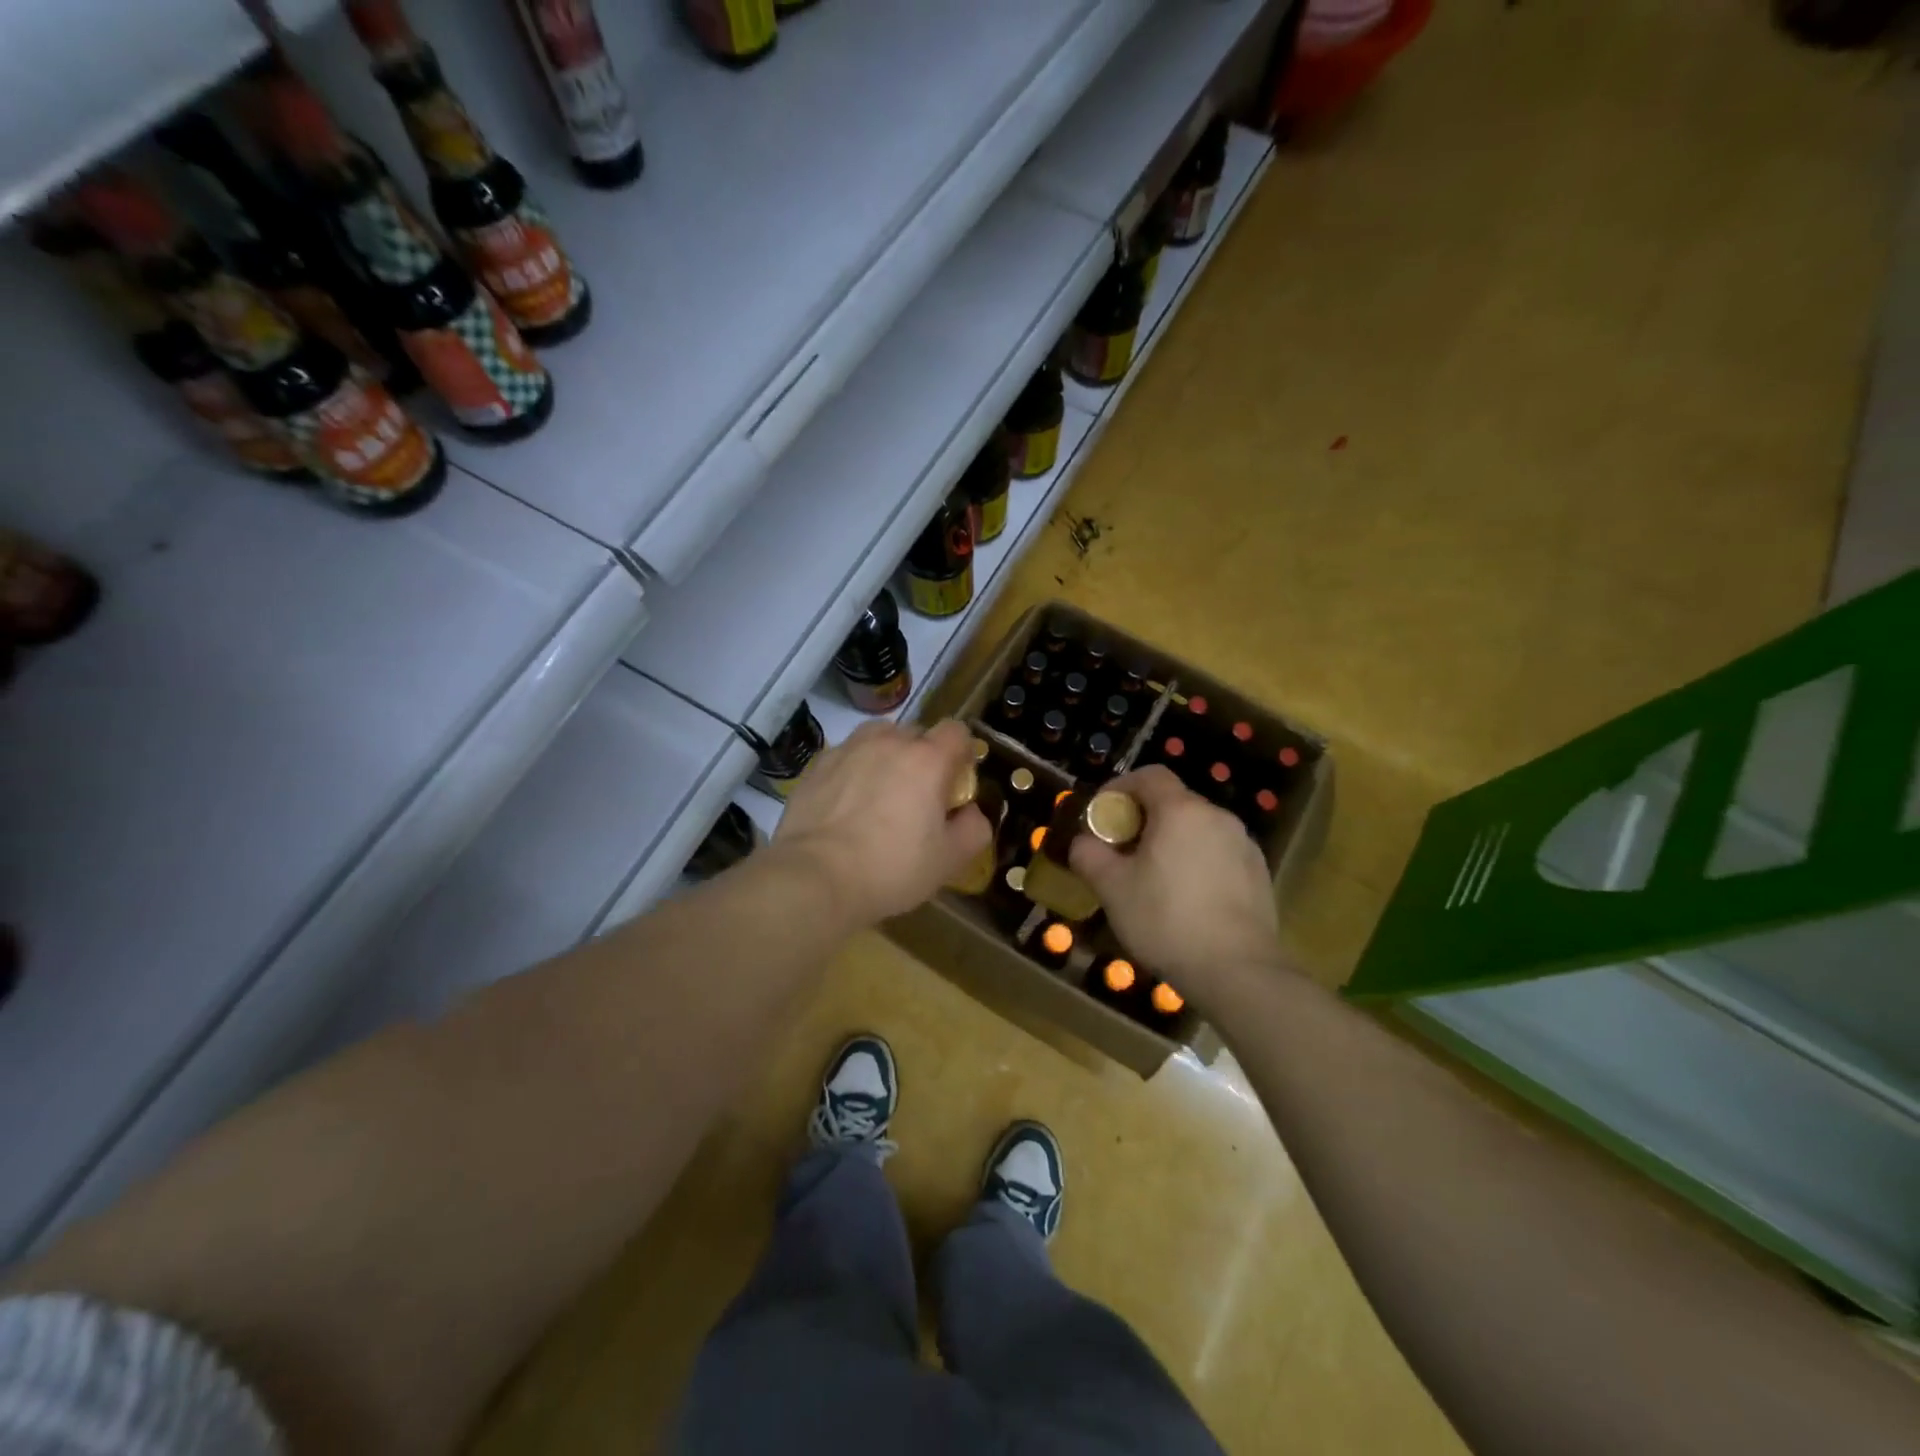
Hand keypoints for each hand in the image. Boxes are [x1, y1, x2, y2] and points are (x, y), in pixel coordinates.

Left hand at [773, 717, 990, 926]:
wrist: (816, 877)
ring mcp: (848, 750)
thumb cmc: (891, 868)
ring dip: (886, 755)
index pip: (956, 731)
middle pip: (916, 733)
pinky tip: (846, 802)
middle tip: (918, 795)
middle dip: (923, 756)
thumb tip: (971, 813)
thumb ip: (974, 830)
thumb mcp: (949, 860)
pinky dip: (853, 769)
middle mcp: (888, 743)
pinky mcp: (817, 765)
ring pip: (877, 737)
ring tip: (880, 790)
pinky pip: (846, 755)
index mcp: (927, 760)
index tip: (955, 782)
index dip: (961, 753)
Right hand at [1069, 766, 1285, 1002]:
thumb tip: (1083, 842)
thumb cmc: (1166, 920)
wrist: (1237, 971)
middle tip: (1122, 852)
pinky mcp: (1259, 874)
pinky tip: (1186, 900)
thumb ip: (1089, 855)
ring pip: (1197, 830)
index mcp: (1181, 811)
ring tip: (1153, 880)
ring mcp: (1244, 845)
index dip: (1120, 787)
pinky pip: (1218, 854)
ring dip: (1171, 843)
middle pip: (1173, 802)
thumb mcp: (1112, 889)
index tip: (1102, 815)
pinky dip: (1196, 863)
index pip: (1149, 775)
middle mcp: (1217, 817)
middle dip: (1143, 819)